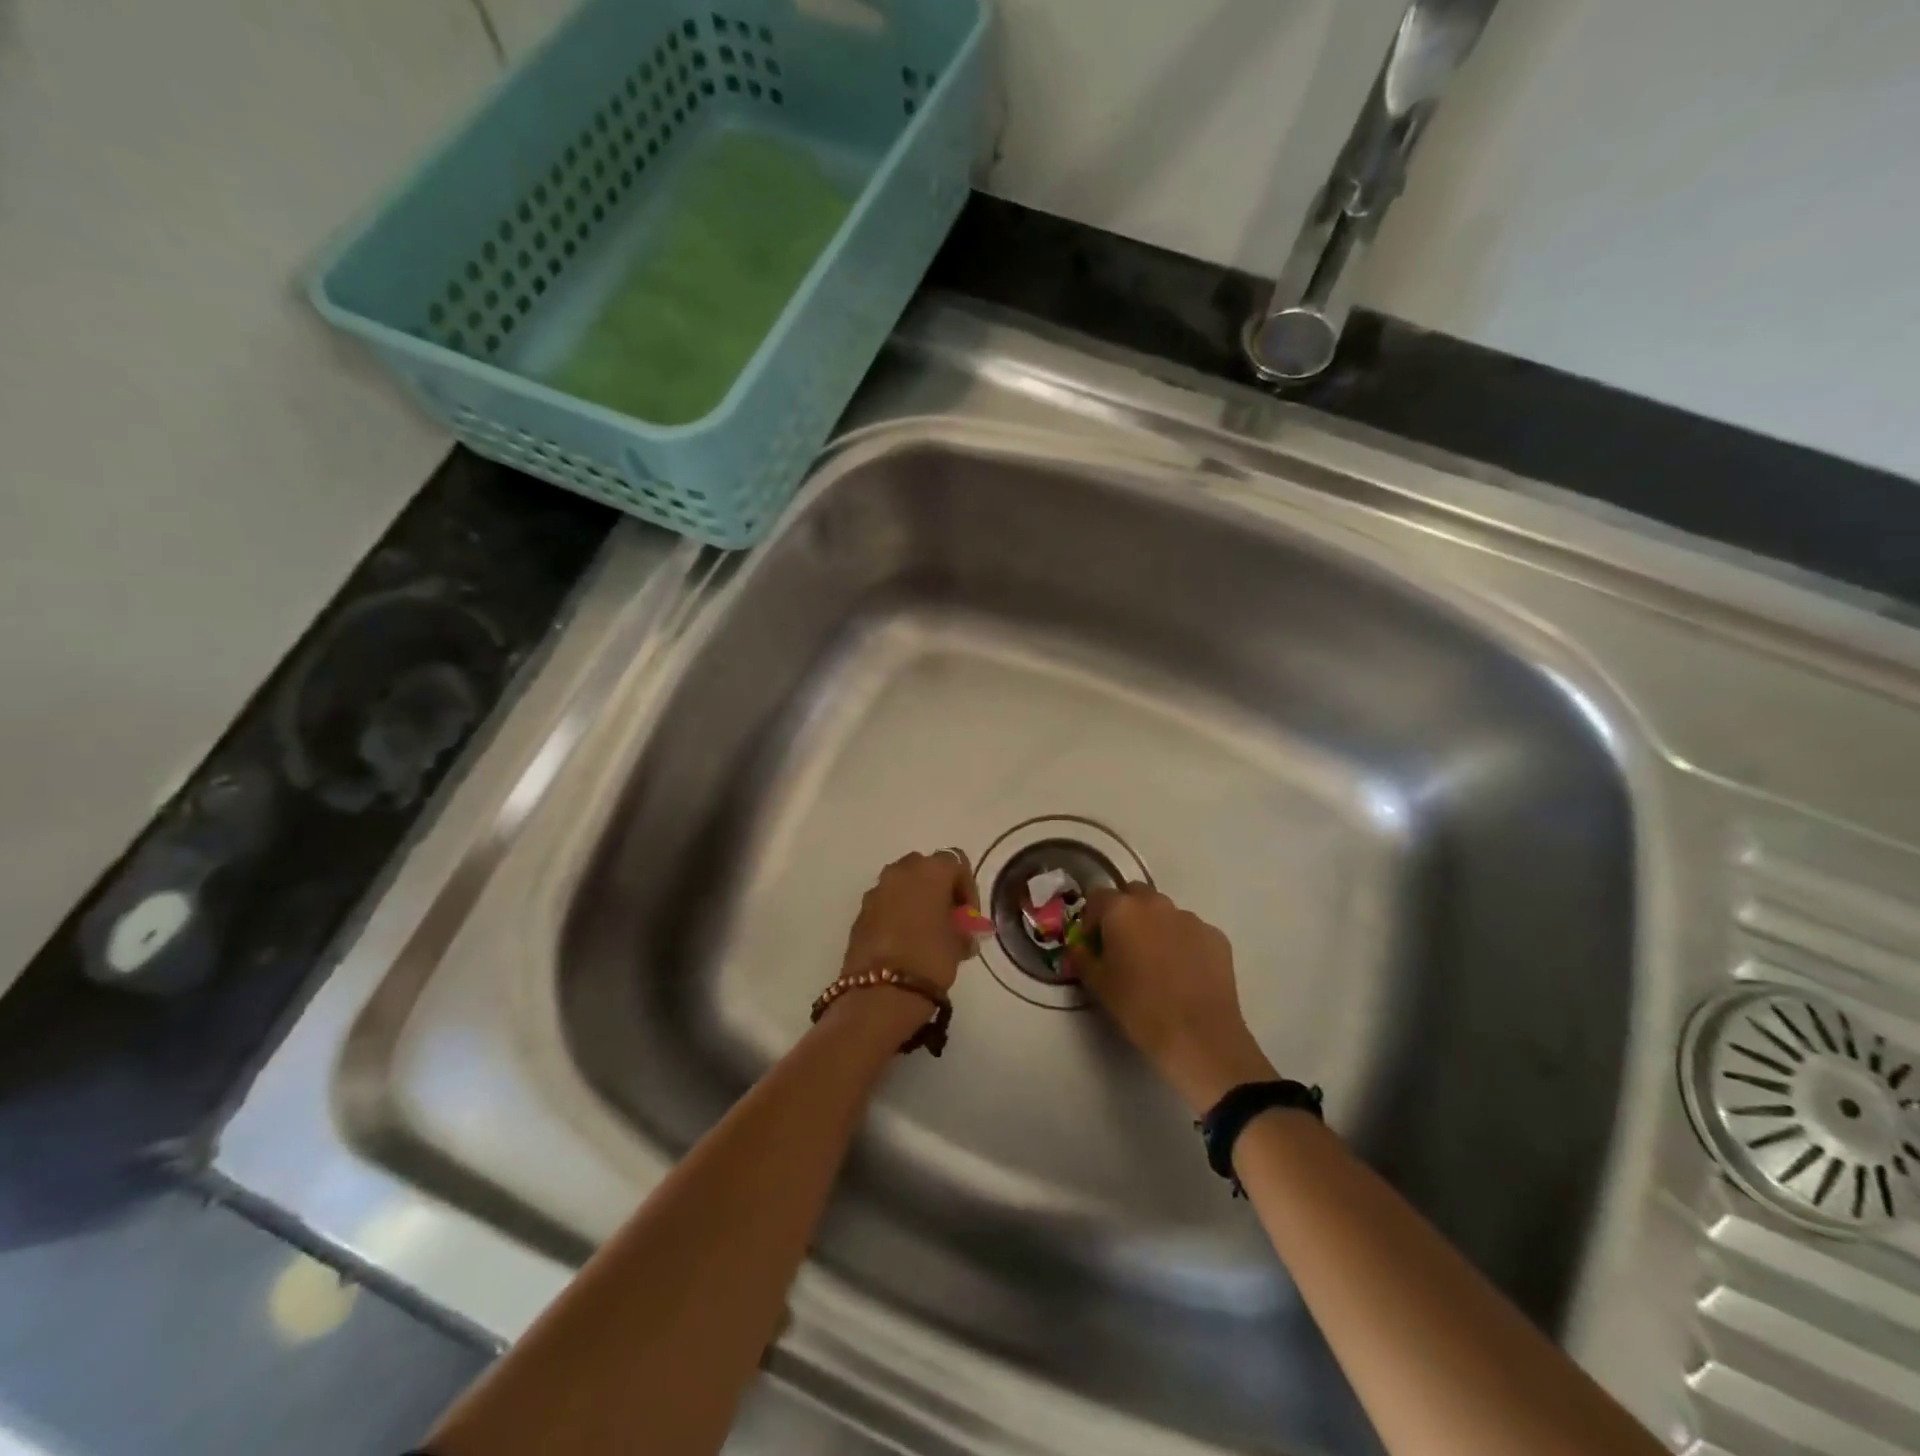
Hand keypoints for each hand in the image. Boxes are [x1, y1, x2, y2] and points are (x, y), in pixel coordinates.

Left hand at [840, 850, 978, 993]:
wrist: (880, 992)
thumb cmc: (929, 959)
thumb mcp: (959, 944)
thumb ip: (963, 929)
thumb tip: (962, 931)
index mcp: (930, 871)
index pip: (956, 863)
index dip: (967, 887)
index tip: (969, 916)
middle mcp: (900, 871)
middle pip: (925, 868)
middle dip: (938, 888)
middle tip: (948, 918)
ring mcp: (876, 890)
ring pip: (902, 884)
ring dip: (915, 900)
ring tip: (926, 931)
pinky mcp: (860, 912)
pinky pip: (885, 903)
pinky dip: (896, 913)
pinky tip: (904, 941)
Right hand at [1070, 885, 1275, 1114]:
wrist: (1198, 1035)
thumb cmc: (1139, 1007)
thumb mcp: (1097, 984)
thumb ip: (1082, 957)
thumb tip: (1080, 947)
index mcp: (1122, 909)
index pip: (1097, 896)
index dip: (1092, 918)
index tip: (1094, 943)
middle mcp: (1156, 903)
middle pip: (1133, 894)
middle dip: (1125, 913)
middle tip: (1124, 946)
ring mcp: (1190, 917)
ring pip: (1164, 912)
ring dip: (1155, 927)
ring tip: (1157, 963)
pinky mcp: (1215, 936)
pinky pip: (1190, 931)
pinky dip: (1182, 943)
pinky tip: (1184, 974)